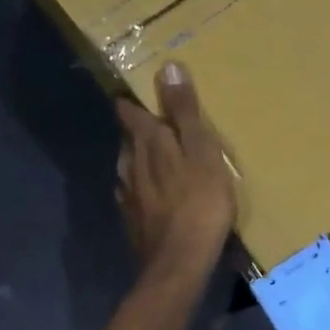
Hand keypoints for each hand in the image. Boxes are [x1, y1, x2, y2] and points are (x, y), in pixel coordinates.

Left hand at [115, 62, 236, 271]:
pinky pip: (135, 195)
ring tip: (160, 160)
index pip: (129, 112)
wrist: (179, 263)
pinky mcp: (132, 221)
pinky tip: (155, 196)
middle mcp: (129, 165)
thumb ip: (184, 112)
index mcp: (147, 144)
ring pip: (129, 168)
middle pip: (128, 140)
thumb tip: (167, 66)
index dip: (132, 101)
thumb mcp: (202, 151)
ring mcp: (128, 196)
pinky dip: (144, 189)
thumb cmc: (199, 203)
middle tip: (160, 126)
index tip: (138, 92)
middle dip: (140, 130)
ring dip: (141, 160)